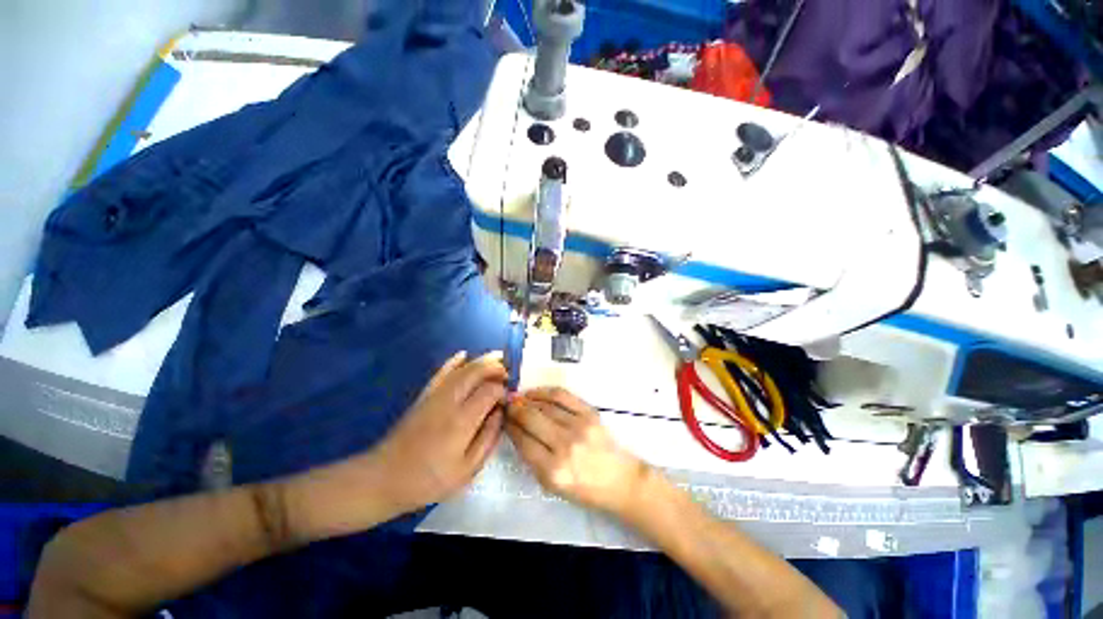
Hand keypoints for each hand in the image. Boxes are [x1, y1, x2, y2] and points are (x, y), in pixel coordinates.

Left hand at [370, 350, 506, 512]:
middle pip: (476, 372)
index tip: (508, 399)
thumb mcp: (467, 470)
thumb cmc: (428, 480)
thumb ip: (488, 439)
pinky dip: (454, 361)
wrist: (384, 479)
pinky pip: (441, 372)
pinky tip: (464, 354)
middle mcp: (449, 402)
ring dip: (481, 360)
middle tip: (508, 373)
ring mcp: (434, 396)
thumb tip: (500, 413)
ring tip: (497, 358)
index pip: (489, 391)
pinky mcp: (424, 396)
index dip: (503, 390)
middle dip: (495, 367)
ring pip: (462, 369)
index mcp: (462, 421)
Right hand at [506, 387, 649, 516]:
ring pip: (544, 405)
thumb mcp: (552, 485)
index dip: (509, 426)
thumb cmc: (584, 488)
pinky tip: (535, 393)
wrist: (619, 479)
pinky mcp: (589, 413)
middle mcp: (565, 446)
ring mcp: (579, 426)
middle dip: (515, 409)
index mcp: (553, 471)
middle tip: (507, 404)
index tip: (503, 418)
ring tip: (519, 398)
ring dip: (527, 399)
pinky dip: (545, 391)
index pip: (523, 441)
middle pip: (531, 419)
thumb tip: (516, 429)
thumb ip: (532, 458)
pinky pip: (562, 395)